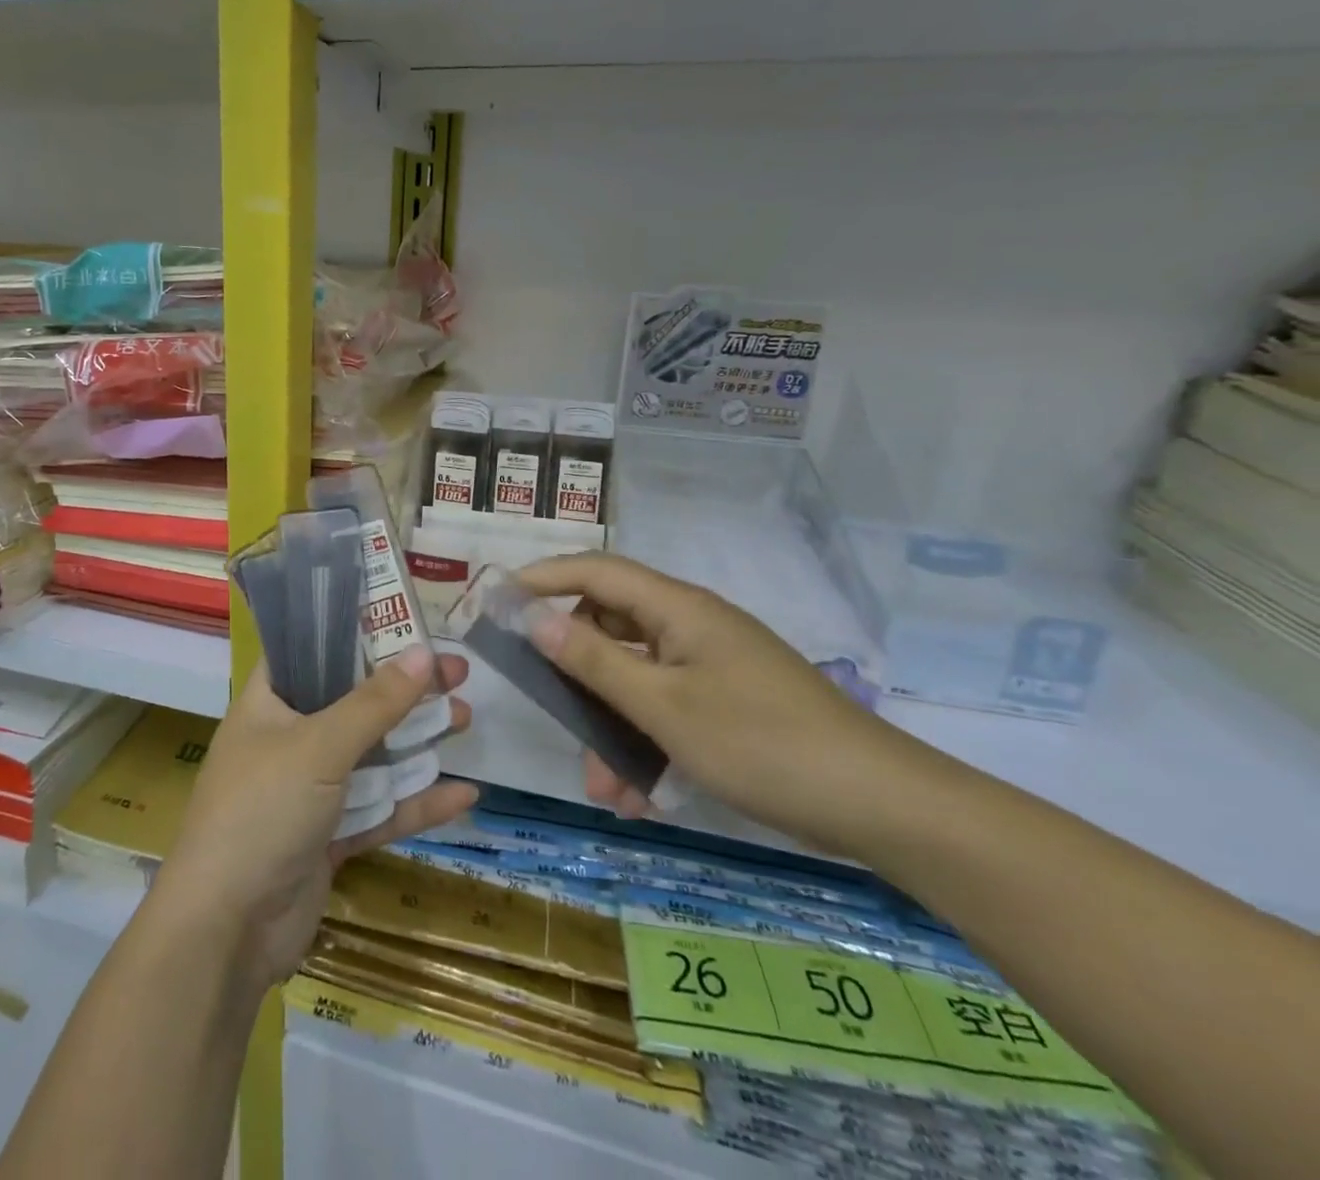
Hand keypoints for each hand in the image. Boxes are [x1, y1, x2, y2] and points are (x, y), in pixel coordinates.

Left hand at [151, 648, 476, 991]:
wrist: (227, 930)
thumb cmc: (262, 811)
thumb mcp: (320, 745)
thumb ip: (374, 702)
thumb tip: (426, 654)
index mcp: (269, 704)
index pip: (310, 651)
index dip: (353, 633)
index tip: (402, 620)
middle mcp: (288, 739)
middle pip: (353, 702)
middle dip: (403, 689)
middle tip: (456, 673)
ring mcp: (310, 791)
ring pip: (373, 755)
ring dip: (417, 740)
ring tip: (466, 718)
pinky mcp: (330, 837)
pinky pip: (380, 810)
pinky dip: (416, 802)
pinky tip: (464, 795)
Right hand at [517, 552, 926, 859]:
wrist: (880, 805)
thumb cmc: (761, 744)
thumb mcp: (663, 706)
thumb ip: (593, 660)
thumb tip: (533, 616)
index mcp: (678, 609)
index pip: (595, 571)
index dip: (542, 577)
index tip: (496, 601)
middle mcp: (692, 625)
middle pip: (611, 626)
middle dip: (576, 673)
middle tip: (547, 709)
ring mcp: (712, 663)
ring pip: (636, 676)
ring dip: (610, 723)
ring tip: (603, 788)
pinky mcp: (728, 698)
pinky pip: (666, 704)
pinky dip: (645, 741)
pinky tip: (640, 794)